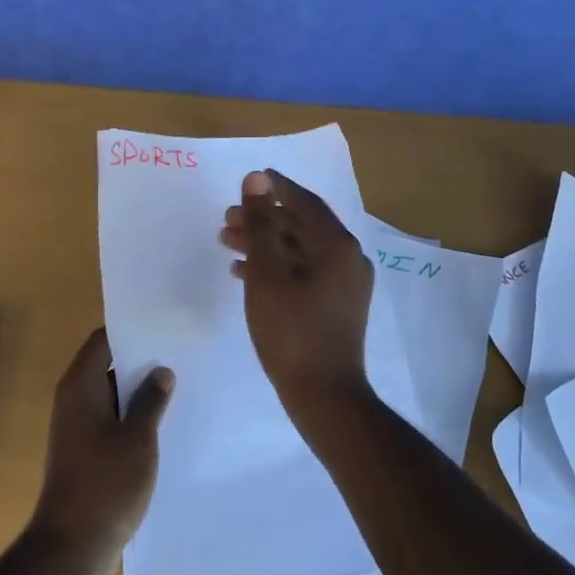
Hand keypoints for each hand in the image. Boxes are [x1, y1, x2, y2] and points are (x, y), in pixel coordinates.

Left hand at [31, 329, 174, 574]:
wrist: (71, 549)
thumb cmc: (105, 484)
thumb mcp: (138, 438)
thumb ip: (151, 400)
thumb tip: (161, 371)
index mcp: (81, 386)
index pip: (104, 340)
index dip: (132, 331)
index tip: (164, 328)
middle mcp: (74, 400)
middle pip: (109, 365)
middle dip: (142, 362)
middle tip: (180, 356)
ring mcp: (78, 428)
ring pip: (113, 396)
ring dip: (140, 394)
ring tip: (180, 387)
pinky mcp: (86, 453)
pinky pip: (112, 422)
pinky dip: (133, 419)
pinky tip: (164, 426)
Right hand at [221, 169, 374, 418]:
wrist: (323, 396)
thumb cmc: (292, 330)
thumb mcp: (268, 272)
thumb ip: (261, 223)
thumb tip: (257, 178)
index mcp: (337, 245)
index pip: (304, 202)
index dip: (276, 188)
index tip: (252, 178)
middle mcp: (347, 258)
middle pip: (300, 226)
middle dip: (263, 219)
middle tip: (228, 218)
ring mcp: (344, 285)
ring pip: (299, 250)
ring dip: (265, 243)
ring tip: (227, 241)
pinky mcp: (335, 306)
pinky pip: (303, 272)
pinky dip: (275, 267)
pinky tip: (244, 273)